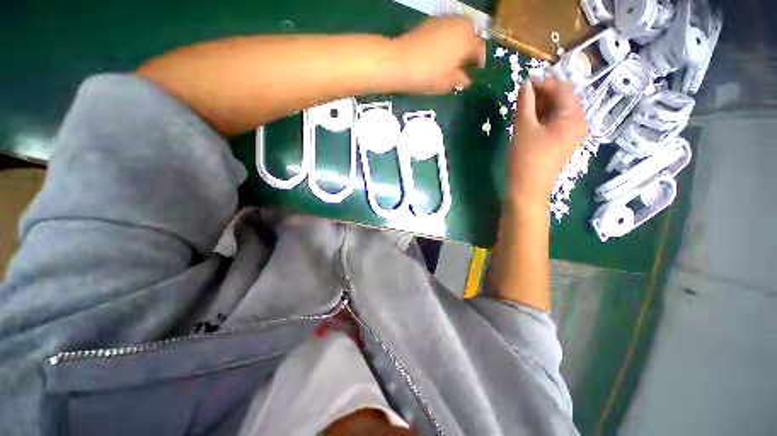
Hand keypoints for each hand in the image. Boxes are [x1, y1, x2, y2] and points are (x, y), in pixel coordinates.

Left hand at [391, 17, 485, 93]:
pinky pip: (445, 30)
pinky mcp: (430, 21)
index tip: (475, 74)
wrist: (400, 62)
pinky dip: (446, 39)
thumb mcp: (448, 83)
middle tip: (463, 66)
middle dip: (469, 50)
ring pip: (458, 31)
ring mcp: (445, 20)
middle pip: (471, 35)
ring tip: (451, 60)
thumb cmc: (428, 75)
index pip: (481, 50)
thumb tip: (466, 79)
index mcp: (469, 40)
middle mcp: (460, 24)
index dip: (479, 63)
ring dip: (458, 43)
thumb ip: (461, 79)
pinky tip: (439, 53)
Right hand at [508, 78, 587, 209]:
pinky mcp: (562, 143)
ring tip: (523, 106)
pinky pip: (555, 123)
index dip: (544, 82)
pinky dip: (543, 117)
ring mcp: (571, 134)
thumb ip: (525, 103)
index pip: (563, 89)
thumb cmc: (526, 159)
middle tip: (522, 95)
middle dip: (543, 93)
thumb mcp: (524, 128)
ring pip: (558, 111)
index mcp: (574, 117)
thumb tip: (525, 84)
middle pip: (563, 99)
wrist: (528, 190)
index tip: (524, 82)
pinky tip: (530, 119)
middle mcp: (578, 123)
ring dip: (542, 105)